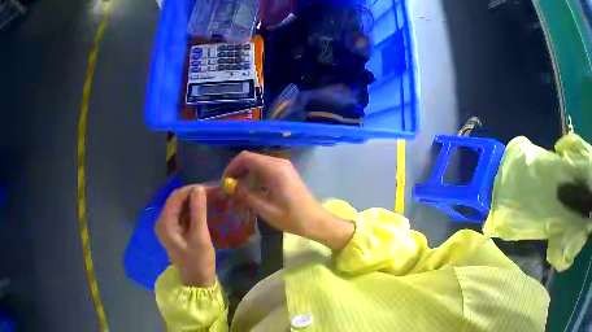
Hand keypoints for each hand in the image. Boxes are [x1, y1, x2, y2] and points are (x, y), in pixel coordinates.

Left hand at [155, 185, 215, 286]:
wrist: (197, 281)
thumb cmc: (199, 261)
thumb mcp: (200, 236)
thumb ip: (198, 211)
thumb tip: (199, 188)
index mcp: (165, 223)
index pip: (176, 197)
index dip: (191, 190)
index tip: (209, 188)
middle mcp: (162, 222)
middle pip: (176, 200)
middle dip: (192, 195)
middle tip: (211, 193)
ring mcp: (167, 227)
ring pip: (179, 206)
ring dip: (192, 202)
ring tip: (209, 199)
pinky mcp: (173, 231)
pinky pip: (181, 214)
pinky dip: (191, 210)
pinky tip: (202, 209)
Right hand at [223, 151, 354, 250]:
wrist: (316, 221)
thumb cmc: (292, 218)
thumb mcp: (266, 209)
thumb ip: (246, 195)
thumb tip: (230, 186)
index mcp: (274, 169)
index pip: (246, 158)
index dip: (232, 167)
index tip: (225, 182)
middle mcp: (279, 162)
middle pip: (251, 159)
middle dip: (237, 170)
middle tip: (229, 187)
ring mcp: (284, 166)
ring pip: (258, 163)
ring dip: (246, 174)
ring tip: (237, 190)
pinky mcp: (286, 172)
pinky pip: (266, 168)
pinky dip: (255, 176)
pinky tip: (251, 190)